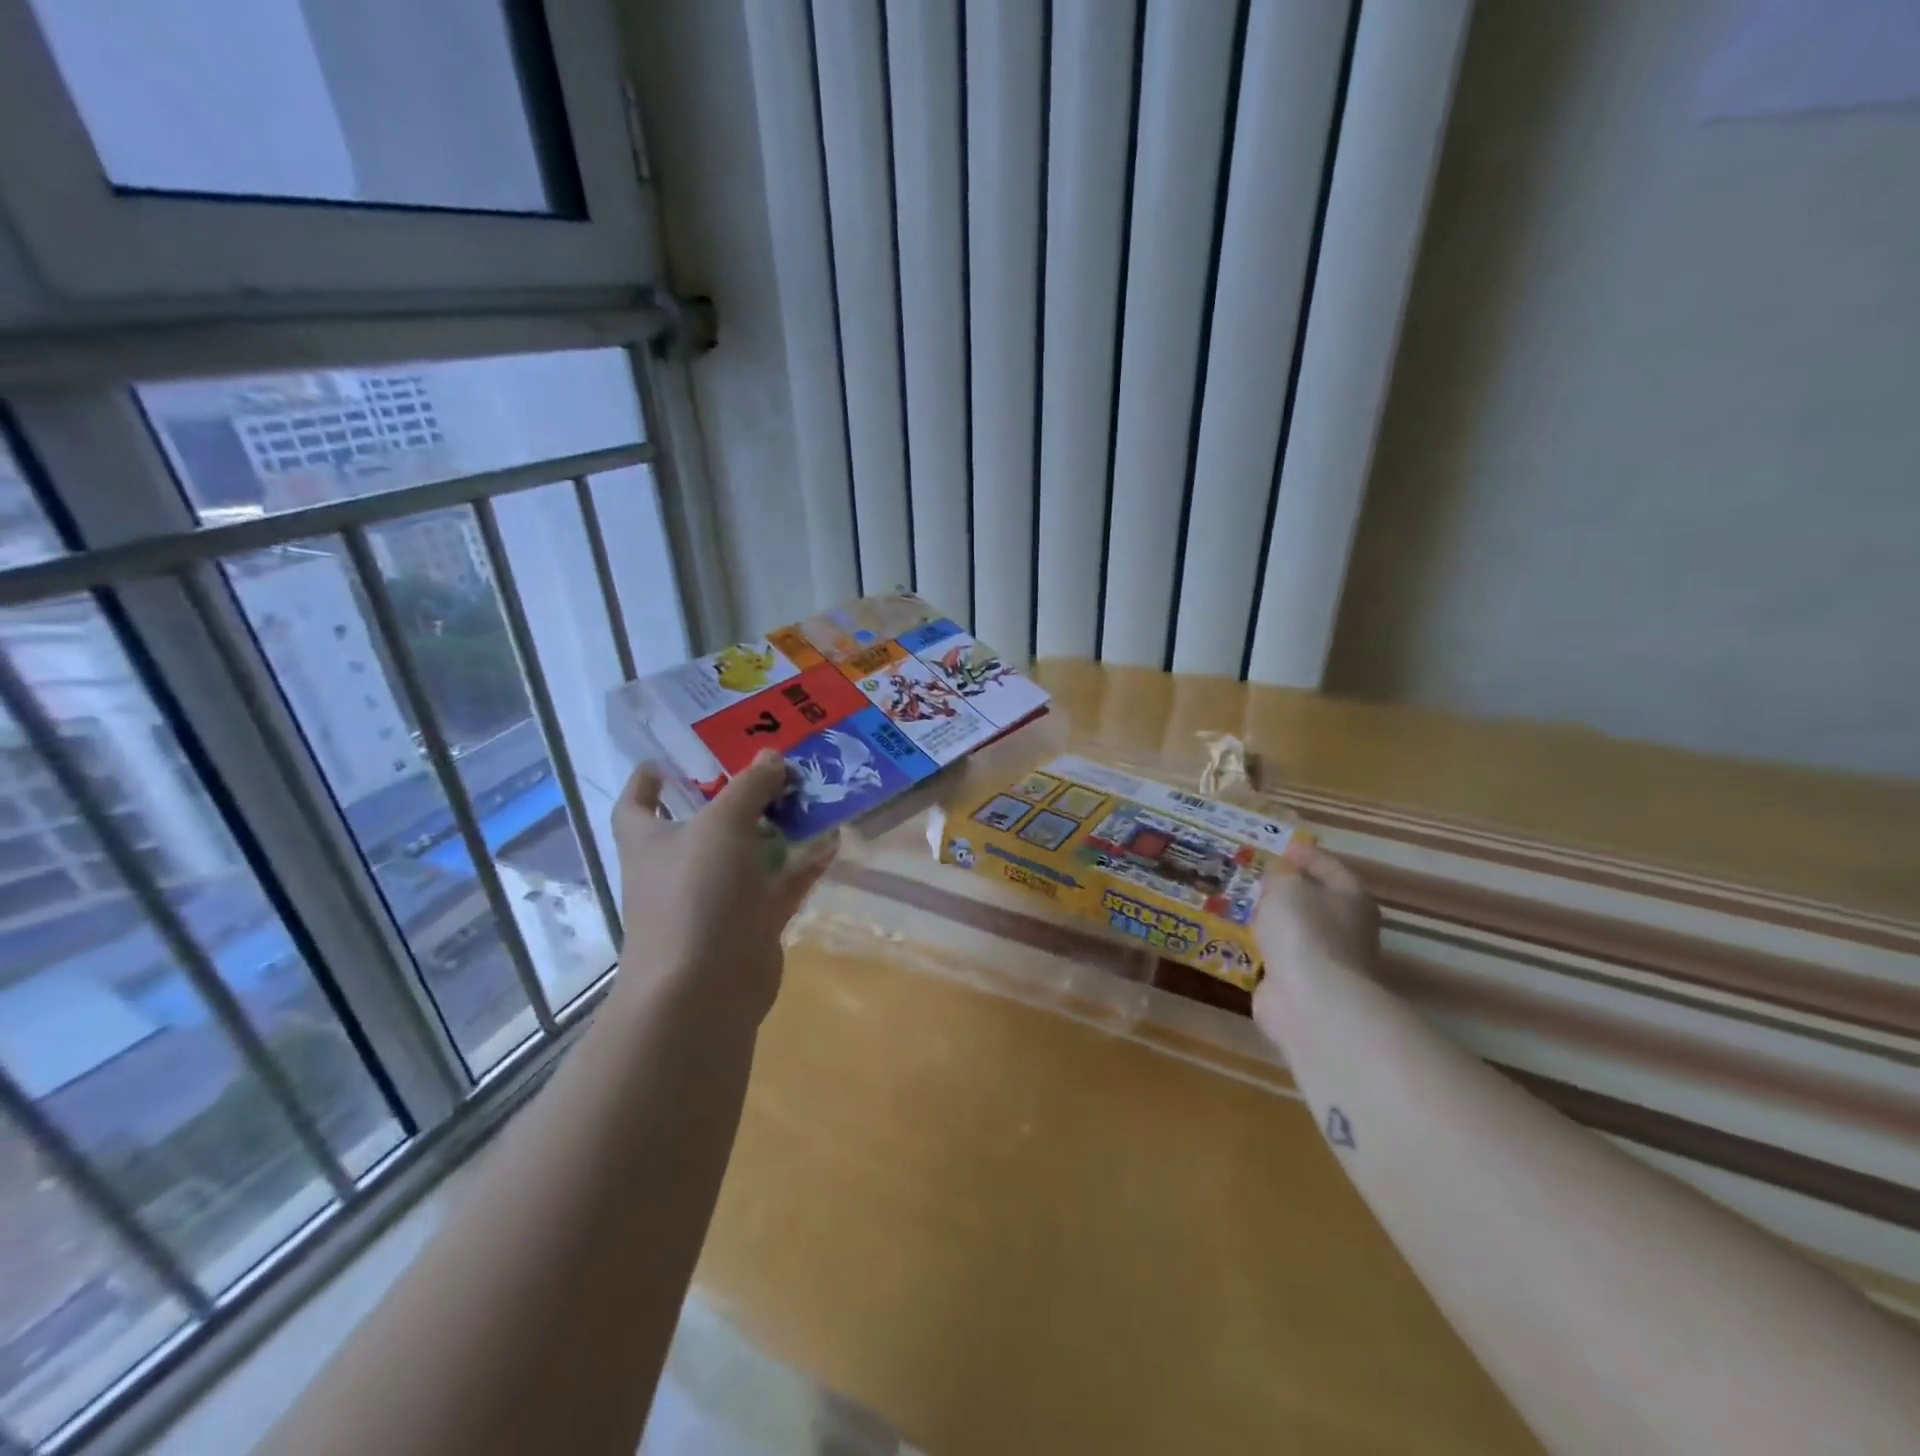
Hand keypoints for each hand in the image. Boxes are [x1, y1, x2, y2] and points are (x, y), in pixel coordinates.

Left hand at [610, 750, 835, 1025]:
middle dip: (735, 795)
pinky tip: (832, 839)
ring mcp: (717, 897)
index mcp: (650, 841)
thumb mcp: (722, 824)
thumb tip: (771, 757)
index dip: (648, 781)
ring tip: (810, 793)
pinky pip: (781, 883)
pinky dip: (804, 863)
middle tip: (770, 765)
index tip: (668, 761)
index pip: (637, 803)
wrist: (705, 987)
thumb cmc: (695, 893)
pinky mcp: (751, 922)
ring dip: (777, 826)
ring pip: (749, 852)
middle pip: (704, 822)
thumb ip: (748, 787)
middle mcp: (679, 866)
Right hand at [1252, 844, 1378, 1043]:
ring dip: (1271, 921)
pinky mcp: (1300, 985)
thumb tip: (1279, 877)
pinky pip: (1277, 957)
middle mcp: (1345, 928)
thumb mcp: (1286, 887)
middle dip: (1286, 890)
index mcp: (1351, 898)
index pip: (1328, 867)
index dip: (1305, 855)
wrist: (1310, 1001)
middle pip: (1313, 900)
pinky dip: (1261, 949)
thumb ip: (1280, 876)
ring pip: (1293, 930)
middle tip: (1254, 877)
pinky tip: (1238, 938)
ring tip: (1240, 905)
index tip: (1282, 847)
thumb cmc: (1304, 930)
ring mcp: (1324, 960)